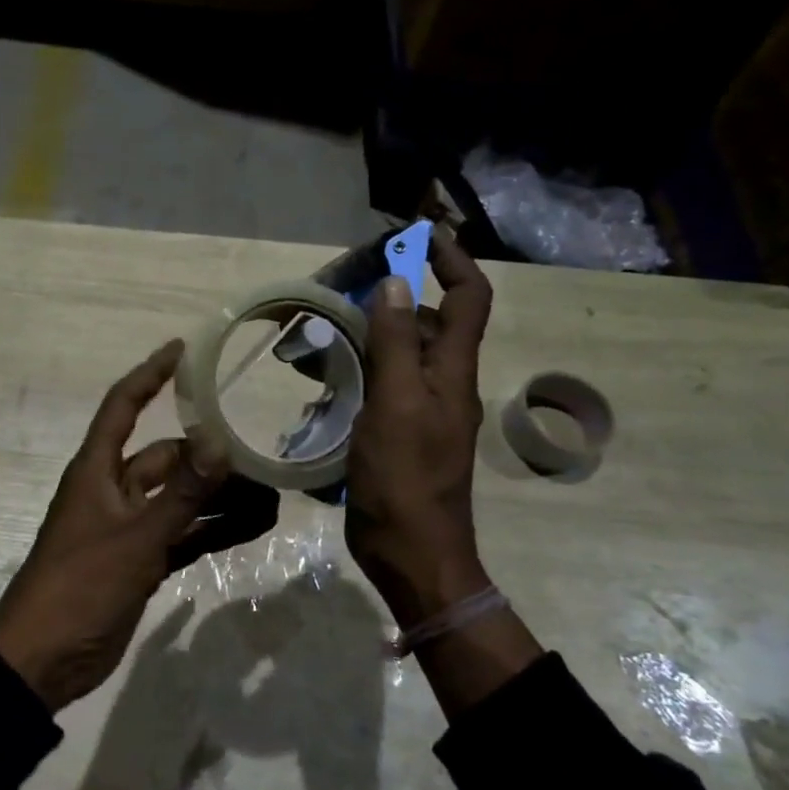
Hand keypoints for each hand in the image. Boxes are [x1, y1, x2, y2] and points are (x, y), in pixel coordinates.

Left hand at [0, 340, 228, 712]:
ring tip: (270, 496)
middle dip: (209, 457)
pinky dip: (212, 531)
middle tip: (260, 457)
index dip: (150, 375)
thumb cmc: (81, 585)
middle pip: (166, 458)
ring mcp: (127, 528)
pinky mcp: (139, 561)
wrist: (44, 661)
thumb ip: (181, 493)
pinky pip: (182, 535)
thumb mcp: (136, 537)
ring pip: (180, 500)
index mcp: (97, 471)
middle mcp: (113, 490)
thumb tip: (218, 441)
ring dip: (218, 498)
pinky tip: (253, 528)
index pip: (123, 406)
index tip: (182, 351)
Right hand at [344, 225, 494, 626]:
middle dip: (395, 294)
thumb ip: (395, 343)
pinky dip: (357, 369)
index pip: (468, 298)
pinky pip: (382, 384)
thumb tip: (396, 282)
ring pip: (400, 353)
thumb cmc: (405, 478)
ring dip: (369, 333)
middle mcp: (443, 382)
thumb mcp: (396, 404)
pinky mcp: (399, 430)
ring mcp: (421, 408)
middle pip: (428, 321)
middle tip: (345, 283)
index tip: (416, 235)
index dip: (450, 260)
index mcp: (452, 371)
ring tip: (321, 329)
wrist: (412, 554)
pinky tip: (322, 377)